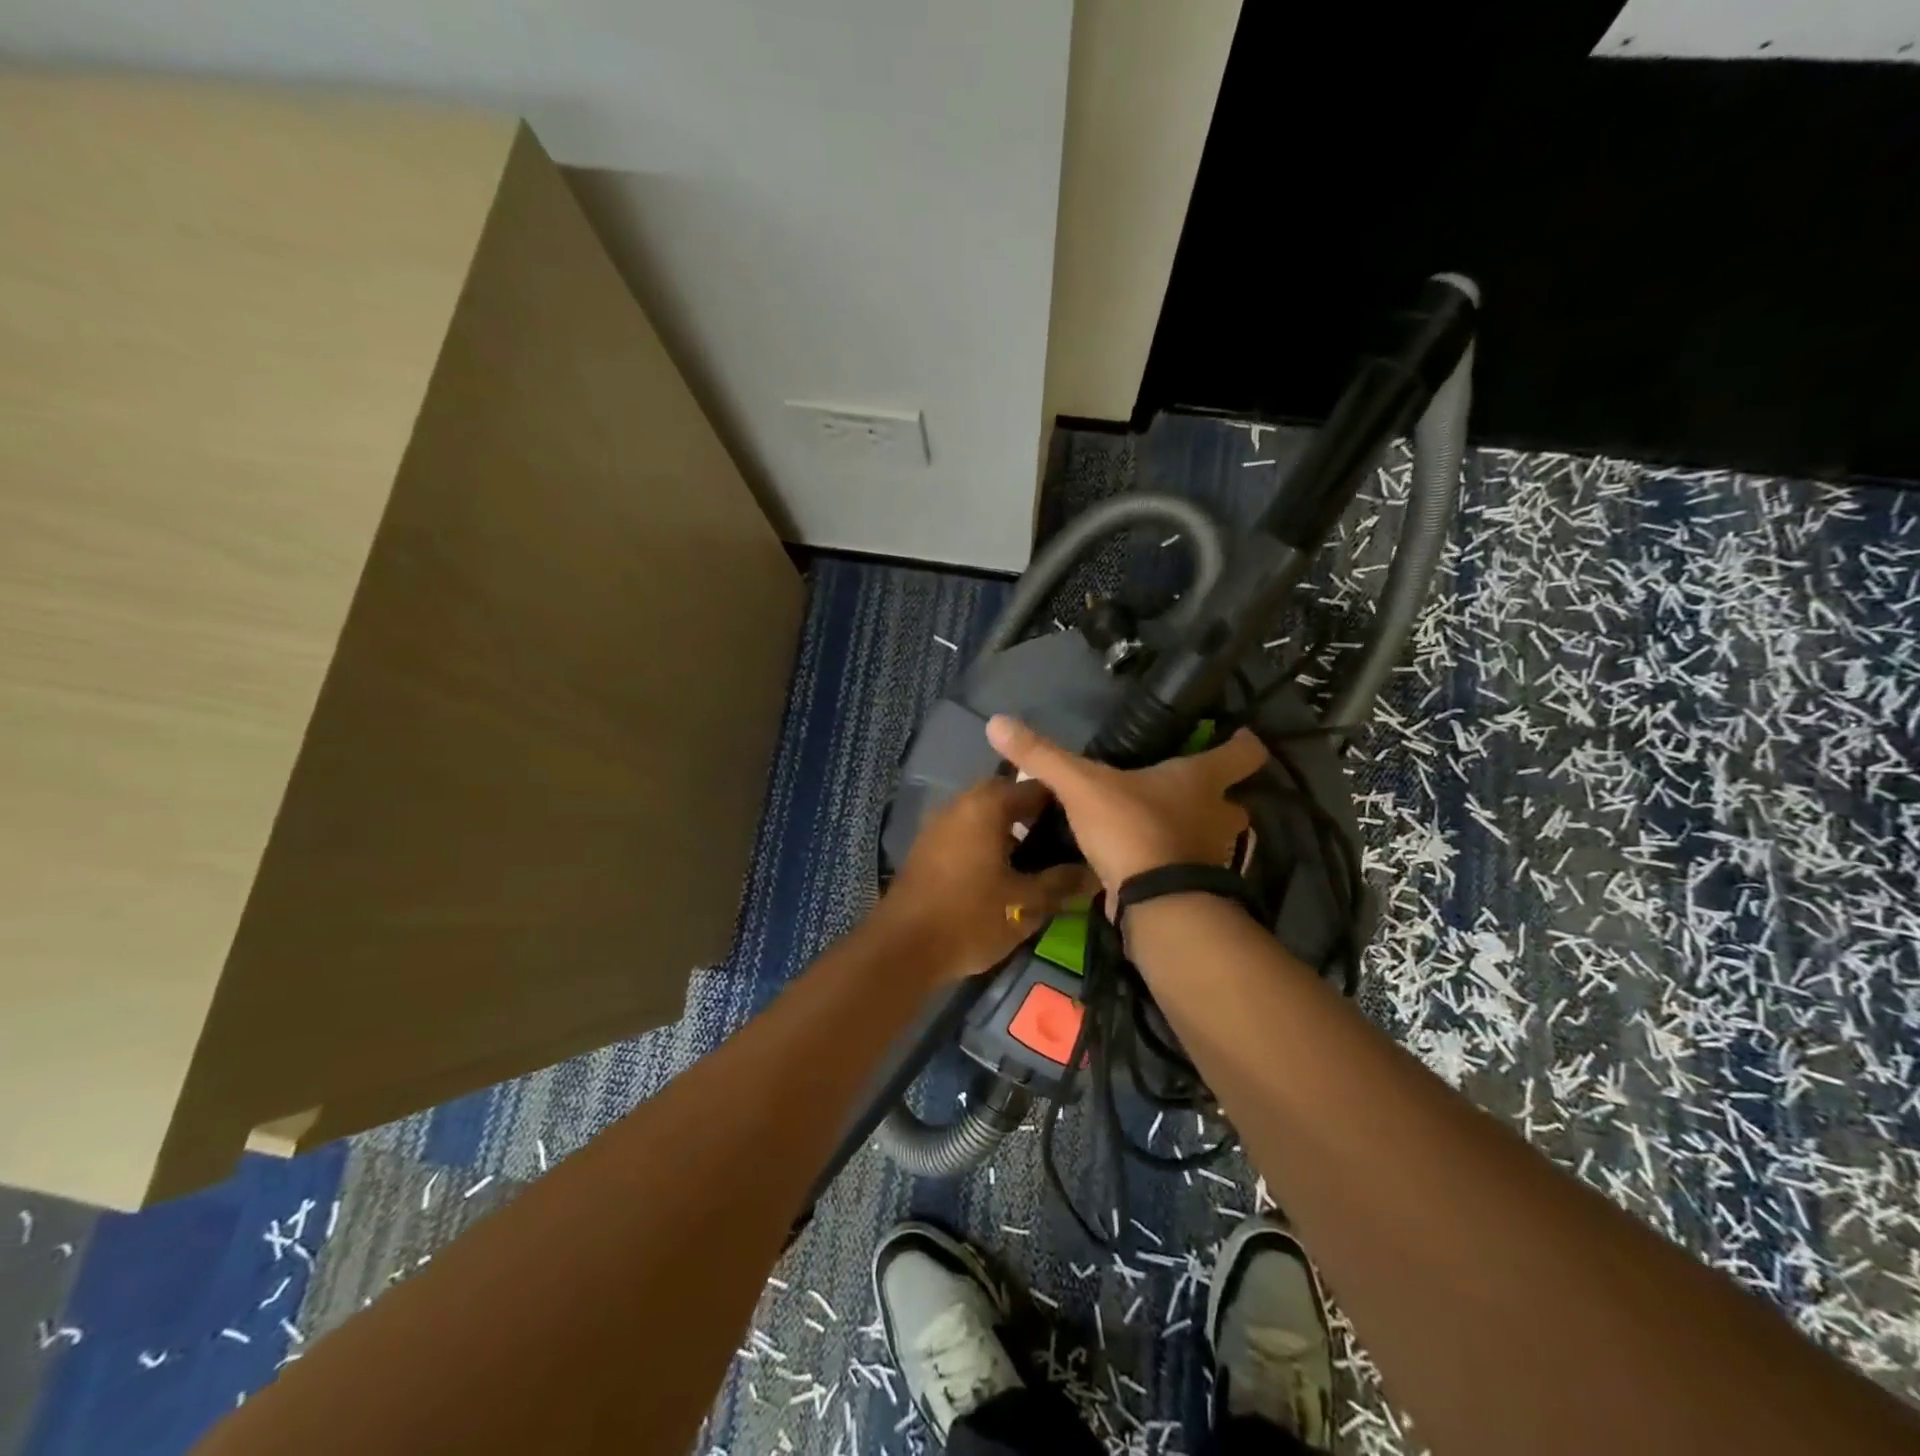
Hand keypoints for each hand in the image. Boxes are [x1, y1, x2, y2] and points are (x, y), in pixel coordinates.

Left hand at [879, 776, 1095, 982]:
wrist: (903, 947)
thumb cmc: (970, 918)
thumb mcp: (1025, 904)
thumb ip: (1061, 883)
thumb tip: (1094, 873)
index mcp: (987, 806)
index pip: (1036, 787)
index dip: (1064, 803)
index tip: (1086, 822)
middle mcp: (960, 804)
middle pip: (1006, 797)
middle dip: (1035, 815)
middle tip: (1063, 840)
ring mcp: (939, 825)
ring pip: (984, 815)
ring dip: (1009, 829)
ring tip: (1039, 857)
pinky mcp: (926, 848)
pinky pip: (966, 833)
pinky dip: (987, 843)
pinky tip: (1004, 871)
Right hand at [985, 715, 1268, 894]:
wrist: (1153, 904)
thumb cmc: (1131, 828)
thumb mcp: (1080, 786)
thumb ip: (1042, 756)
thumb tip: (996, 721)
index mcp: (1200, 780)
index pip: (1243, 754)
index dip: (1242, 744)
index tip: (1237, 737)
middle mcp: (1219, 816)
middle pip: (1235, 801)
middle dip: (1218, 797)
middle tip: (1187, 791)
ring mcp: (1215, 856)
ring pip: (1215, 838)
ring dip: (1197, 832)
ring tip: (1163, 827)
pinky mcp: (1200, 889)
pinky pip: (1192, 869)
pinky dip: (1177, 864)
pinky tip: (1149, 862)